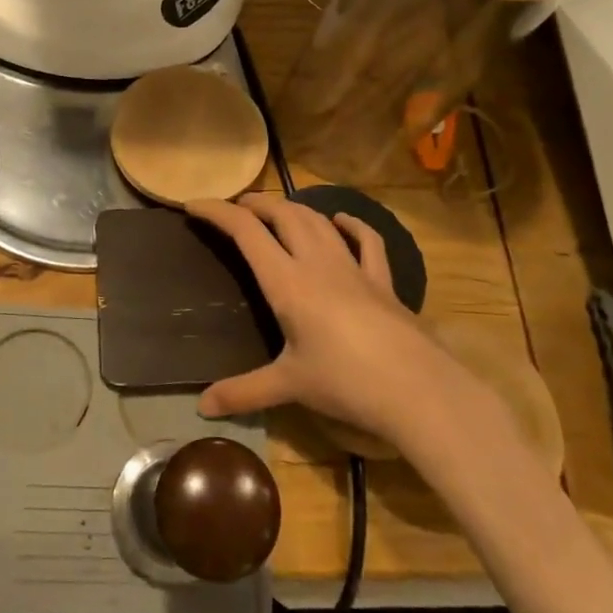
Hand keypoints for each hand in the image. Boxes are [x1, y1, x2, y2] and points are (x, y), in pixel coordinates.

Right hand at [188, 194, 472, 451]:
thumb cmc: (345, 382)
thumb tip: (201, 408)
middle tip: (236, 207)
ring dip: (293, 208)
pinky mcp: (382, 281)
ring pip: (318, 221)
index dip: (218, 212)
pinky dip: (351, 225)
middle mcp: (317, 263)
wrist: (417, 388)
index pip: (246, 232)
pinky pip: (366, 241)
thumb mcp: (289, 386)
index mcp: (287, 282)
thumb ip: (243, 393)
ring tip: (276, 210)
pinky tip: (342, 221)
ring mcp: (353, 268)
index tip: (195, 205)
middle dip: (256, 204)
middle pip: (283, 214)